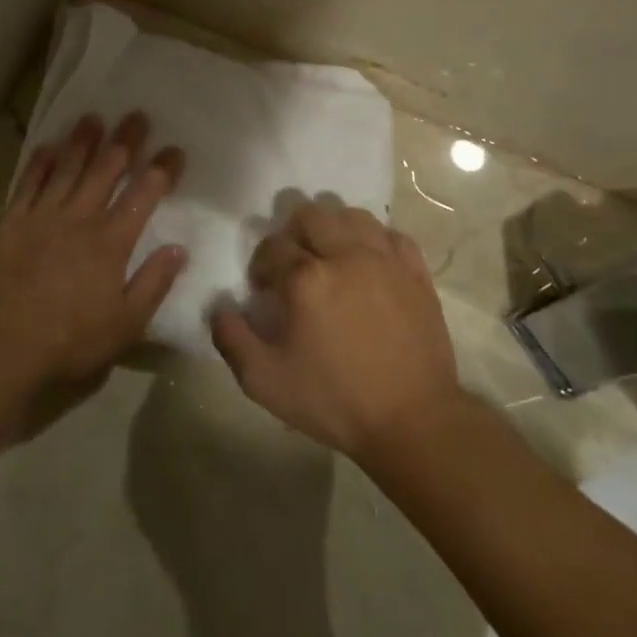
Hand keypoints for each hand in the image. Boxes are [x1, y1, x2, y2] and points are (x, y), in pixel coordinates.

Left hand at [0, 113, 185, 425]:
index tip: (175, 149)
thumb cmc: (67, 344)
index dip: (162, 170)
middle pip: (105, 170)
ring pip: (66, 169)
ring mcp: (40, 218)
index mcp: (110, 243)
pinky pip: (28, 184)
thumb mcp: (124, 326)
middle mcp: (78, 220)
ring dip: (82, 141)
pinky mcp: (8, 224)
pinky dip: (40, 163)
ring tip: (94, 118)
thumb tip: (179, 248)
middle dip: (124, 142)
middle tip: (137, 116)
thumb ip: (153, 284)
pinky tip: (48, 147)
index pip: (143, 195)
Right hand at [210, 203, 458, 457]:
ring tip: (330, 257)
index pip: (272, 246)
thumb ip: (232, 340)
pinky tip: (368, 263)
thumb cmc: (334, 400)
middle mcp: (345, 256)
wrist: (413, 421)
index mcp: (306, 279)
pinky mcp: (416, 273)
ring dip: (333, 228)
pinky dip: (375, 241)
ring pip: (353, 216)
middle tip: (293, 266)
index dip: (261, 264)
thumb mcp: (264, 382)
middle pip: (311, 216)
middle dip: (293, 234)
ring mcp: (385, 261)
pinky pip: (392, 235)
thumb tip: (220, 308)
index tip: (264, 290)